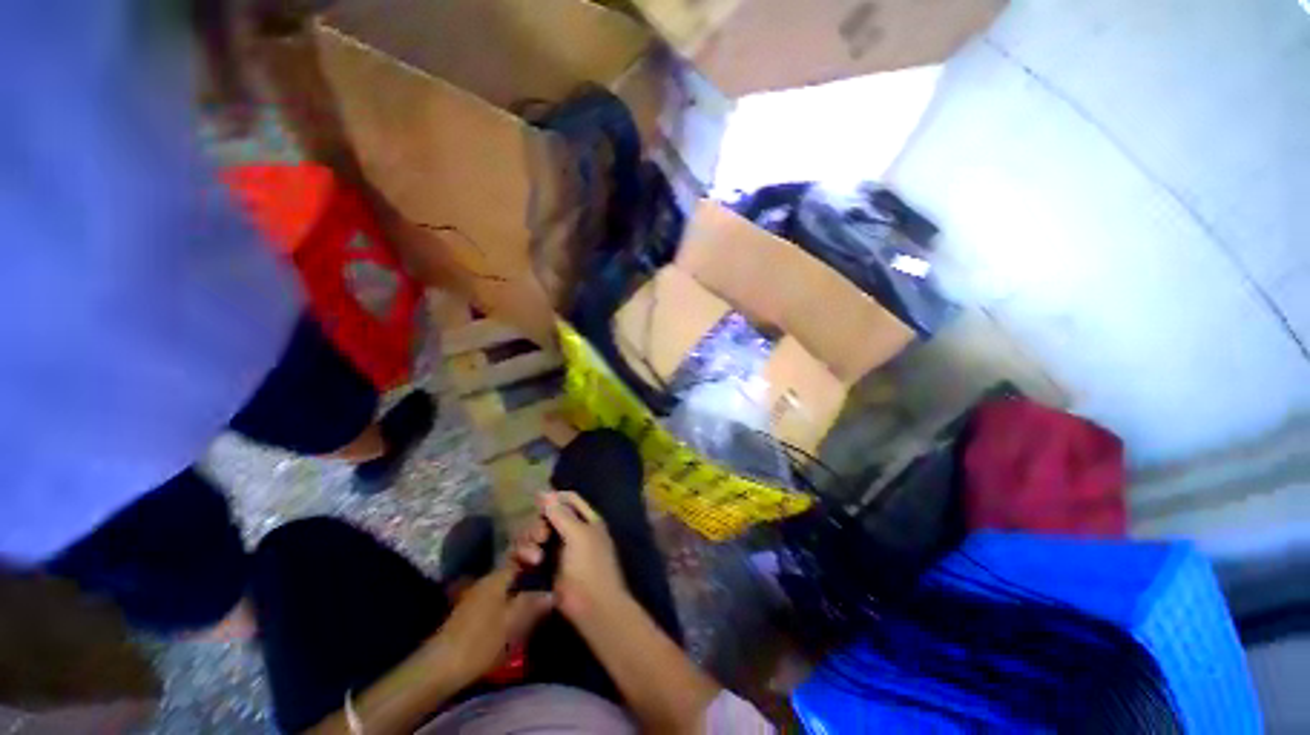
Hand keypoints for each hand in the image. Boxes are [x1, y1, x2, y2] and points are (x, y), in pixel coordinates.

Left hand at [428, 567, 551, 681]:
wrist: (439, 669)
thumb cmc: (478, 641)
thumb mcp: (510, 623)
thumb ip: (531, 605)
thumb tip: (552, 593)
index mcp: (495, 578)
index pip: (517, 557)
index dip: (533, 557)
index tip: (547, 564)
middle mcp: (484, 582)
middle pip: (511, 573)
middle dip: (528, 578)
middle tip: (546, 586)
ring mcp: (475, 599)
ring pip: (503, 589)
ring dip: (518, 594)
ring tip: (535, 606)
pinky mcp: (469, 616)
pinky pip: (495, 602)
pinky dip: (508, 606)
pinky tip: (516, 620)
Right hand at [514, 492, 627, 622]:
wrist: (592, 607)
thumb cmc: (590, 566)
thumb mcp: (578, 535)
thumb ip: (561, 514)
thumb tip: (544, 492)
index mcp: (587, 520)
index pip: (569, 499)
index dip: (554, 498)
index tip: (536, 501)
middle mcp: (572, 531)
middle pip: (548, 516)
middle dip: (539, 524)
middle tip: (540, 537)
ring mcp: (558, 550)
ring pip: (535, 534)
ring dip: (530, 541)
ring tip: (535, 558)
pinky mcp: (545, 567)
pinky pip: (529, 553)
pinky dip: (525, 554)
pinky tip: (527, 563)